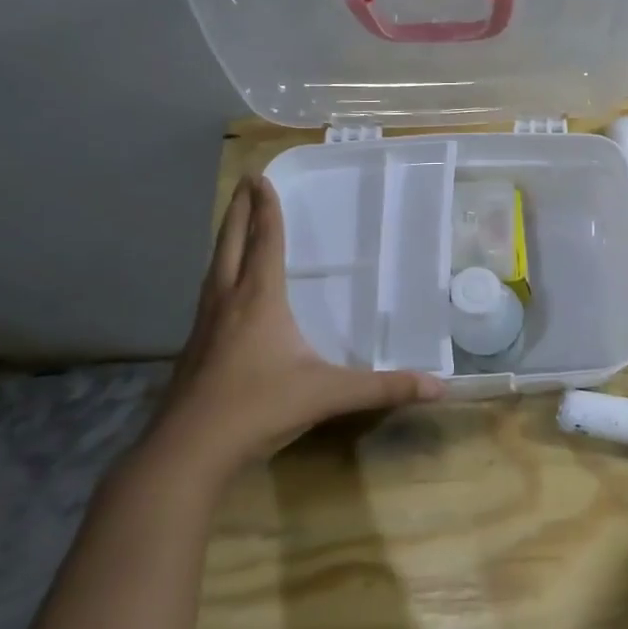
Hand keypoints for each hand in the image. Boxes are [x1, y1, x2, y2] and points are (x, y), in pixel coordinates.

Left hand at [148, 176, 443, 483]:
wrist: (187, 451)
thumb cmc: (259, 407)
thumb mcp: (328, 394)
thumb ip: (383, 387)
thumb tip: (439, 386)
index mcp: (259, 300)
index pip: (266, 243)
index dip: (267, 209)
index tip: (261, 177)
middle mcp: (228, 302)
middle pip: (231, 244)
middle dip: (240, 211)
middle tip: (245, 182)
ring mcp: (205, 325)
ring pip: (214, 268)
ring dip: (226, 239)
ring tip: (234, 224)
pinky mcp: (194, 348)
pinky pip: (209, 294)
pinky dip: (218, 273)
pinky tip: (222, 289)